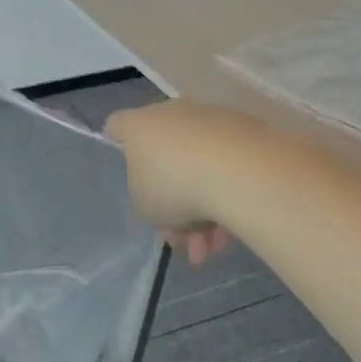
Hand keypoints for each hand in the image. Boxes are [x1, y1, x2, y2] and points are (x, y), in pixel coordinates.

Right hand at [106, 99, 278, 262]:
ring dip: (203, 210)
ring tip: (213, 247)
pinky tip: (232, 231)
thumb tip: (162, 194)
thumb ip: (145, 198)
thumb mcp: (144, 206)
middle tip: (185, 241)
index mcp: (140, 125)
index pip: (118, 125)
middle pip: (165, 158)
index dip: (117, 143)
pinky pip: (226, 165)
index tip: (125, 166)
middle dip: (175, 204)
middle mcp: (173, 114)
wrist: (240, 171)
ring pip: (199, 167)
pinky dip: (226, 194)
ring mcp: (210, 119)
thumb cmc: (175, 186)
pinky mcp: (243, 129)